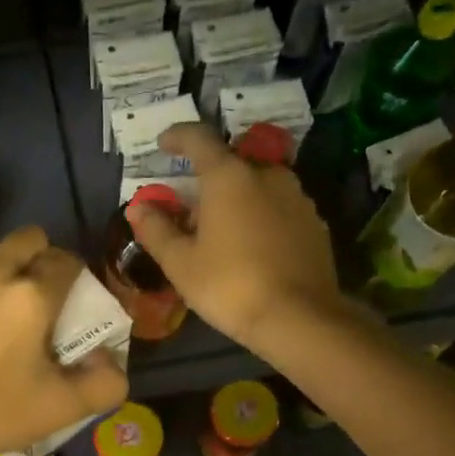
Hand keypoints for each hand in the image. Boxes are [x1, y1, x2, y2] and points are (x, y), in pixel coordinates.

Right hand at [125, 123, 342, 355]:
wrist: (299, 319)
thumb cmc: (230, 285)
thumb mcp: (181, 263)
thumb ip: (156, 230)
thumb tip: (139, 207)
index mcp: (229, 176)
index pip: (199, 138)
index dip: (178, 136)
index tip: (163, 143)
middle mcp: (267, 175)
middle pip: (231, 163)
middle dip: (208, 179)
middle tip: (190, 207)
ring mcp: (297, 197)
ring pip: (259, 185)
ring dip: (237, 198)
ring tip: (221, 230)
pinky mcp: (315, 223)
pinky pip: (279, 208)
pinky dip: (260, 216)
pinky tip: (252, 246)